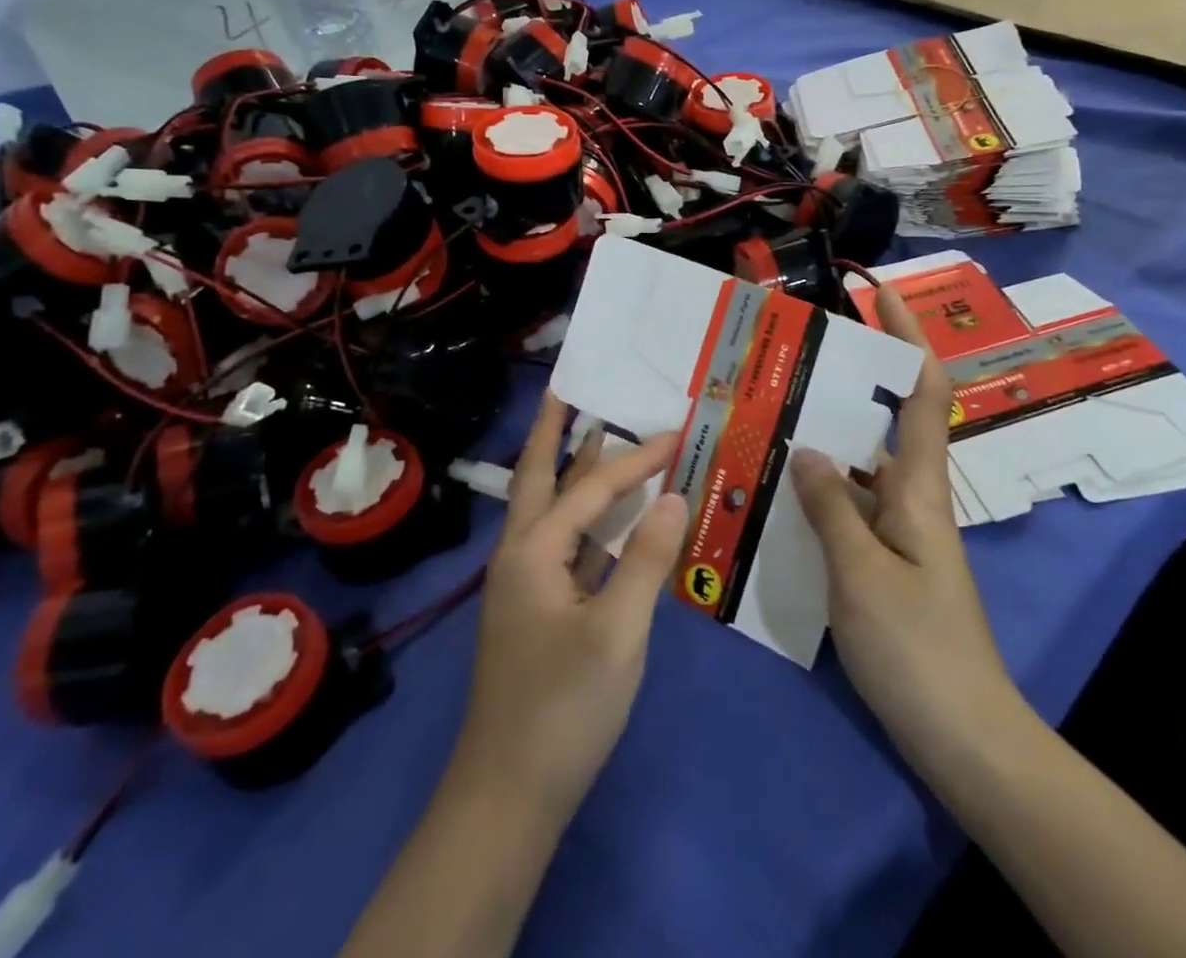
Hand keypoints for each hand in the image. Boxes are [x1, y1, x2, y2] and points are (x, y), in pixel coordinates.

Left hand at [451, 393, 687, 825]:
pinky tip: (607, 518)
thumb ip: (646, 558)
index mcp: (532, 550)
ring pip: (548, 510)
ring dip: (569, 470)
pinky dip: (584, 519)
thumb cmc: (564, 708)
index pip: (593, 488)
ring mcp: (523, 583)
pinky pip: (562, 544)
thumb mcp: (618, 633)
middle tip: (565, 388)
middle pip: (538, 477)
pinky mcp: (535, 610)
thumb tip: (675, 496)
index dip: (637, 459)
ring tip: (591, 432)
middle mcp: (519, 554)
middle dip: (553, 431)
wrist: (508, 797)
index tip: (677, 433)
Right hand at [791, 287, 1027, 775]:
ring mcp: (900, 530)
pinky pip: (849, 506)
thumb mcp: (861, 574)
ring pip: (859, 466)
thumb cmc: (917, 648)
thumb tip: (806, 447)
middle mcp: (913, 497)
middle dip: (847, 383)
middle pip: (885, 420)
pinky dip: (818, 490)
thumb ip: (830, 507)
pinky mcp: (886, 560)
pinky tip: (777, 492)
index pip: (925, 392)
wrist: (964, 737)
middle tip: (789, 361)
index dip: (911, 337)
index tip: (880, 296)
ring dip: (823, 439)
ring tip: (768, 417)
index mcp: (919, 487)